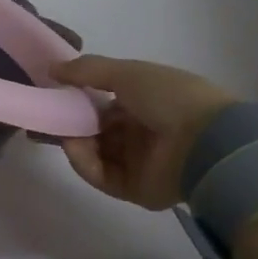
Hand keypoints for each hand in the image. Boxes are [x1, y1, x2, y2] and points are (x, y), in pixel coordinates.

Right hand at [50, 56, 237, 209]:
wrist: (206, 141)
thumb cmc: (168, 96)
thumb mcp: (125, 72)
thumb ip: (86, 70)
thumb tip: (51, 69)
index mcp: (144, 101)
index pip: (104, 102)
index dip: (80, 98)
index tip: (56, 94)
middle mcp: (141, 131)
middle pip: (97, 129)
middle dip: (73, 122)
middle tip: (51, 116)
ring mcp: (139, 162)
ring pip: (96, 153)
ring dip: (76, 142)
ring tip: (64, 133)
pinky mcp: (136, 189)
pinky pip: (103, 176)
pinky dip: (85, 163)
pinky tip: (75, 149)